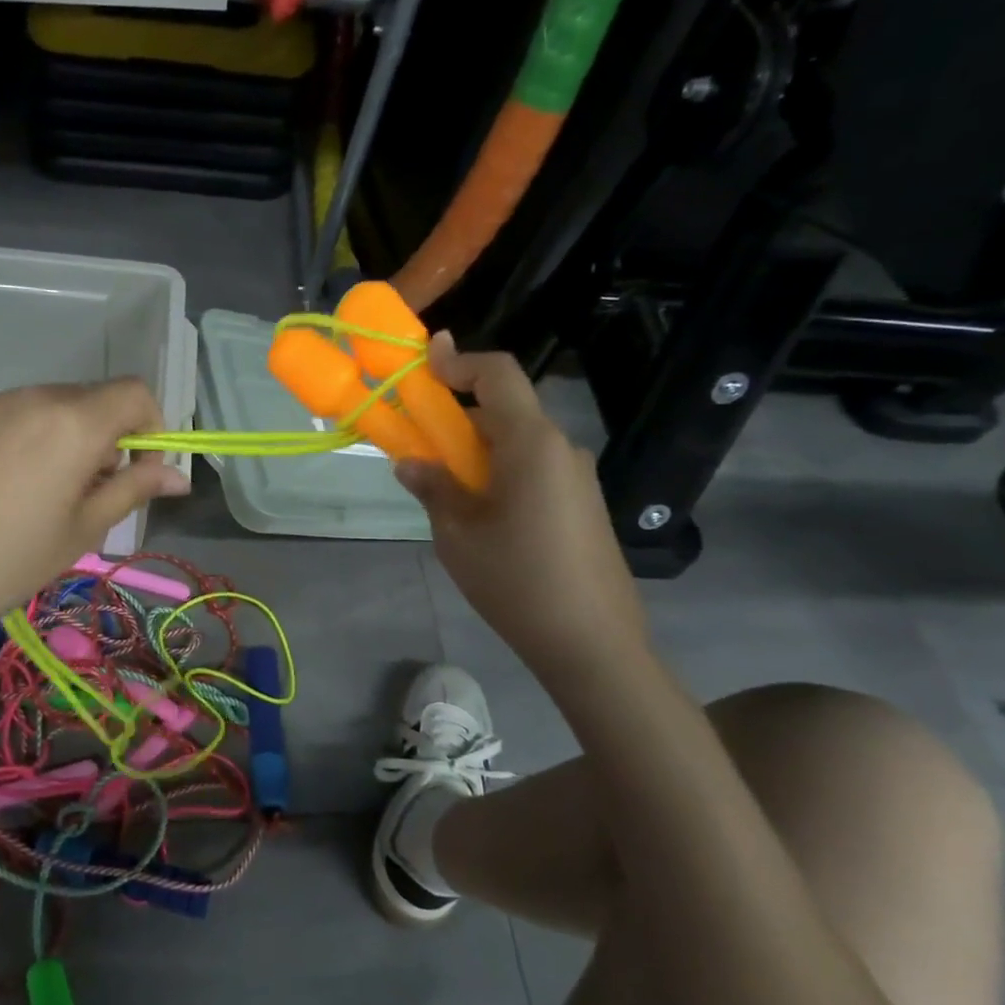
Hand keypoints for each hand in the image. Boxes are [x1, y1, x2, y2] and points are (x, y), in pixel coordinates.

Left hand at [0, 379, 188, 679]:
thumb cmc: (7, 563)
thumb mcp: (81, 531)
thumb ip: (133, 490)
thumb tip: (179, 476)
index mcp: (73, 422)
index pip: (135, 393)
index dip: (151, 427)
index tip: (138, 472)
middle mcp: (32, 396)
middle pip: (92, 398)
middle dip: (107, 437)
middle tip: (89, 494)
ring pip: (49, 406)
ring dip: (65, 437)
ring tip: (41, 495)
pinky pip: (9, 415)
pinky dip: (25, 438)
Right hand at [396, 334, 647, 685]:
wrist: (593, 644)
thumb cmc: (516, 582)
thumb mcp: (458, 535)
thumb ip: (433, 488)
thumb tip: (411, 463)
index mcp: (532, 444)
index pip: (498, 375)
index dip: (459, 361)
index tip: (423, 365)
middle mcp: (561, 449)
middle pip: (506, 411)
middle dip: (458, 419)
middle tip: (418, 447)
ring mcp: (578, 477)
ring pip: (518, 444)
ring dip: (478, 453)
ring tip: (447, 495)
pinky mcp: (584, 504)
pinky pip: (535, 470)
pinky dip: (501, 474)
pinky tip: (484, 519)